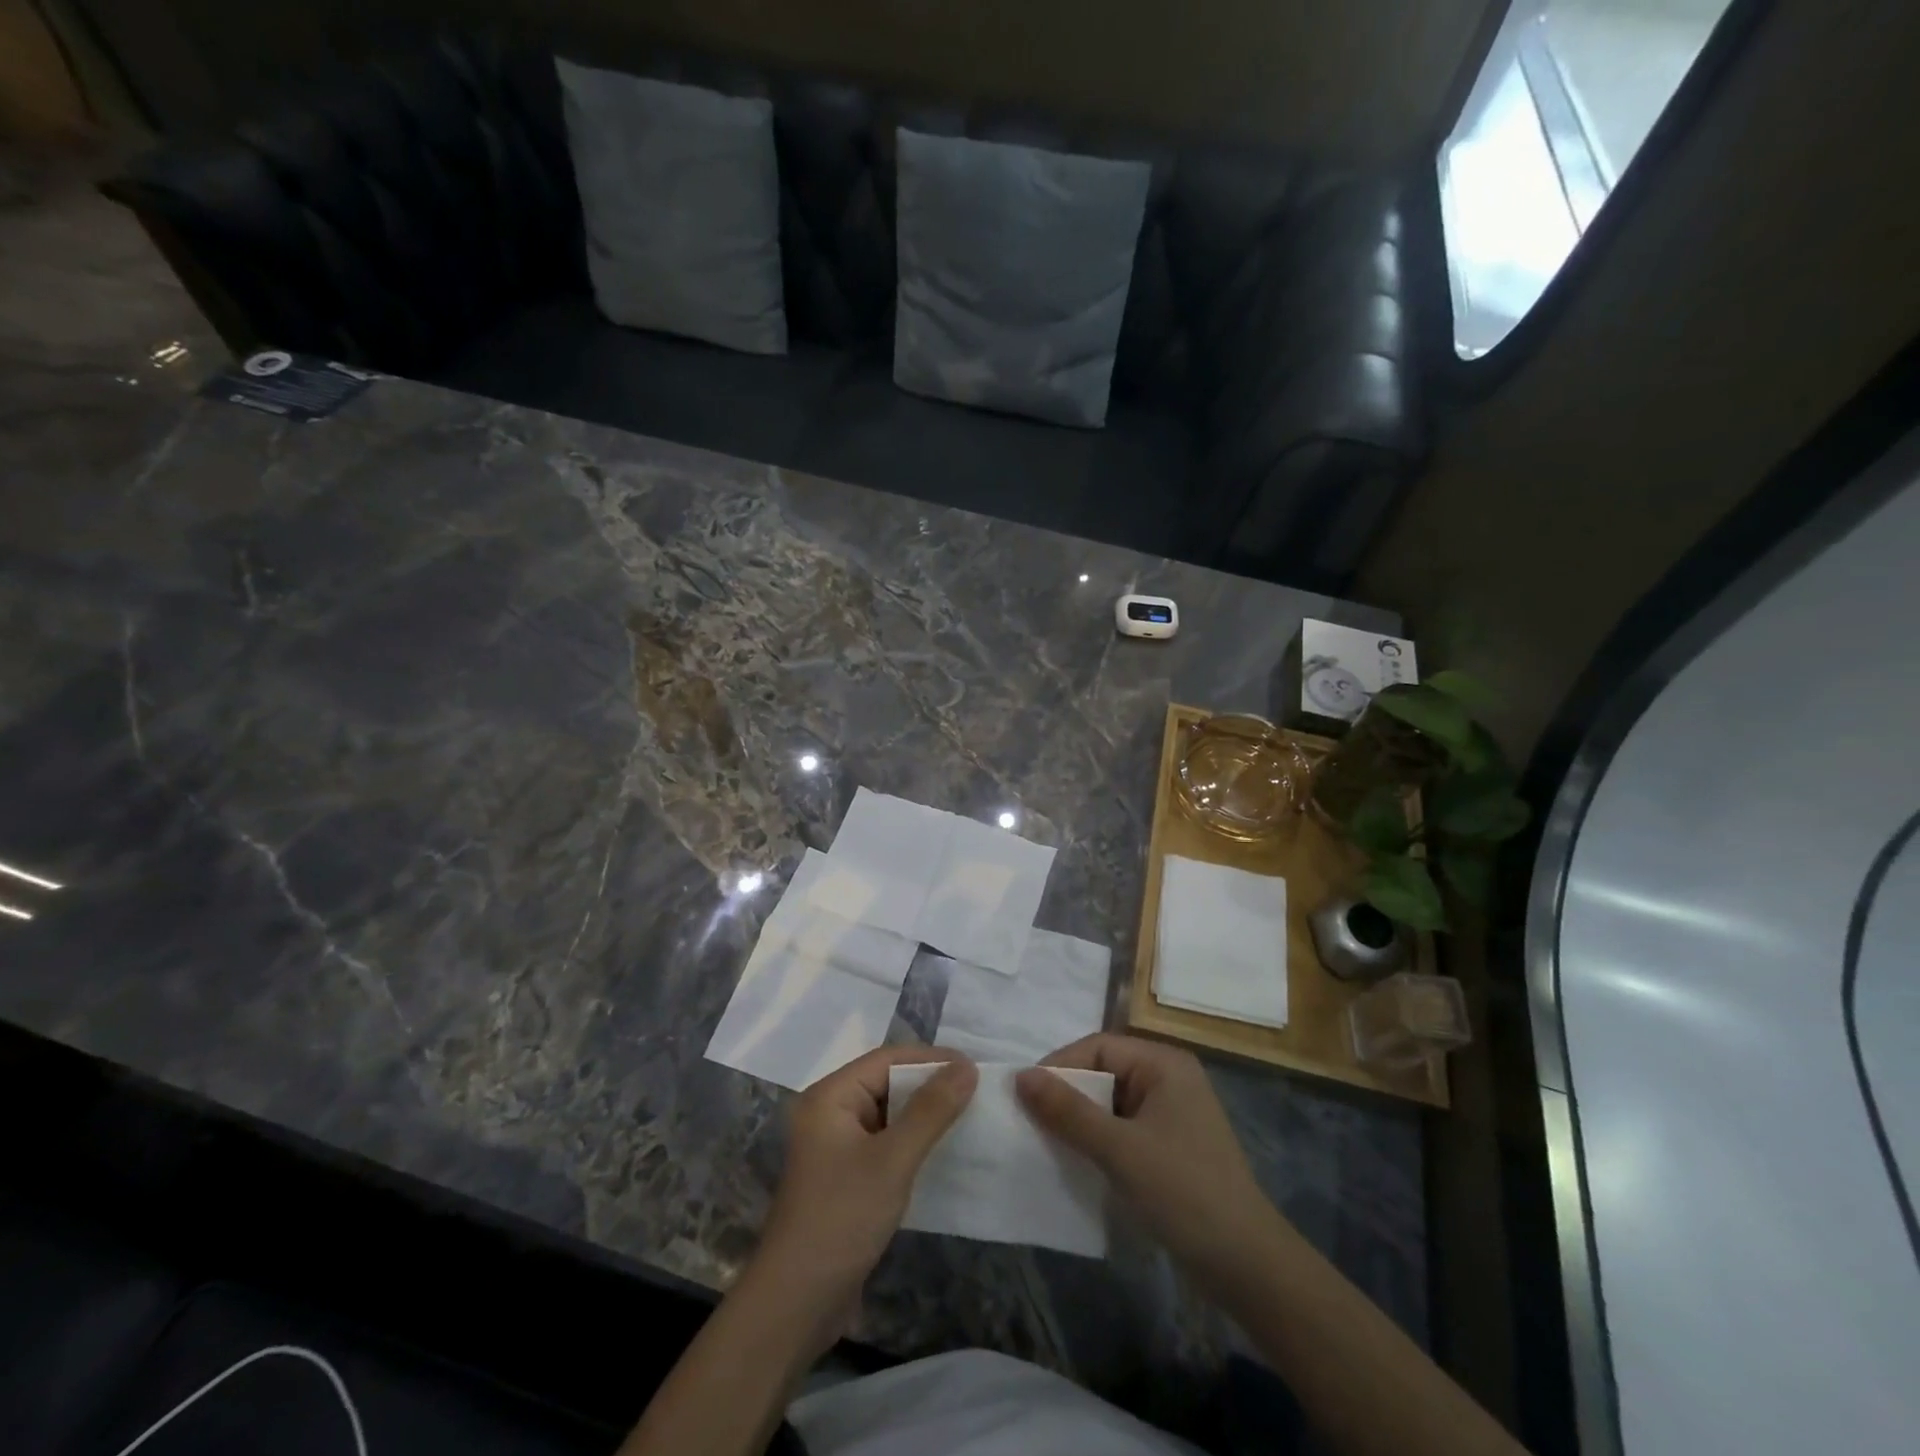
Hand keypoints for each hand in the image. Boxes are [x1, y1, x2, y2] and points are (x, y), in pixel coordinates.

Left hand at [749, 1046, 975, 1350]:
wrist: (795, 1305)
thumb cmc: (841, 1219)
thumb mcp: (892, 1160)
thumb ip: (931, 1110)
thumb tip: (967, 1067)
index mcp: (830, 1096)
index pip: (887, 1059)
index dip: (931, 1059)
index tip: (974, 1067)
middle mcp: (829, 1112)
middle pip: (886, 1083)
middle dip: (930, 1085)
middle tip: (977, 1091)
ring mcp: (835, 1147)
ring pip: (888, 1114)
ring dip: (924, 1114)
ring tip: (969, 1116)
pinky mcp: (845, 1177)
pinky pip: (885, 1143)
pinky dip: (913, 1142)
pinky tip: (943, 1152)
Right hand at [1015, 1034, 1283, 1294]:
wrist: (1249, 1268)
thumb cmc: (1184, 1193)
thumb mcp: (1119, 1149)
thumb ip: (1068, 1111)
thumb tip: (1020, 1076)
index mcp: (1163, 1064)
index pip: (1098, 1047)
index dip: (1059, 1066)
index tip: (1024, 1095)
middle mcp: (1169, 1079)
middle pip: (1104, 1072)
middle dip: (1067, 1094)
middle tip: (1029, 1120)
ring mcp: (1172, 1115)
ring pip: (1111, 1103)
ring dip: (1080, 1120)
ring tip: (1045, 1142)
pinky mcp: (1170, 1148)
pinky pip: (1123, 1129)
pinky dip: (1098, 1141)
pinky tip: (1076, 1162)